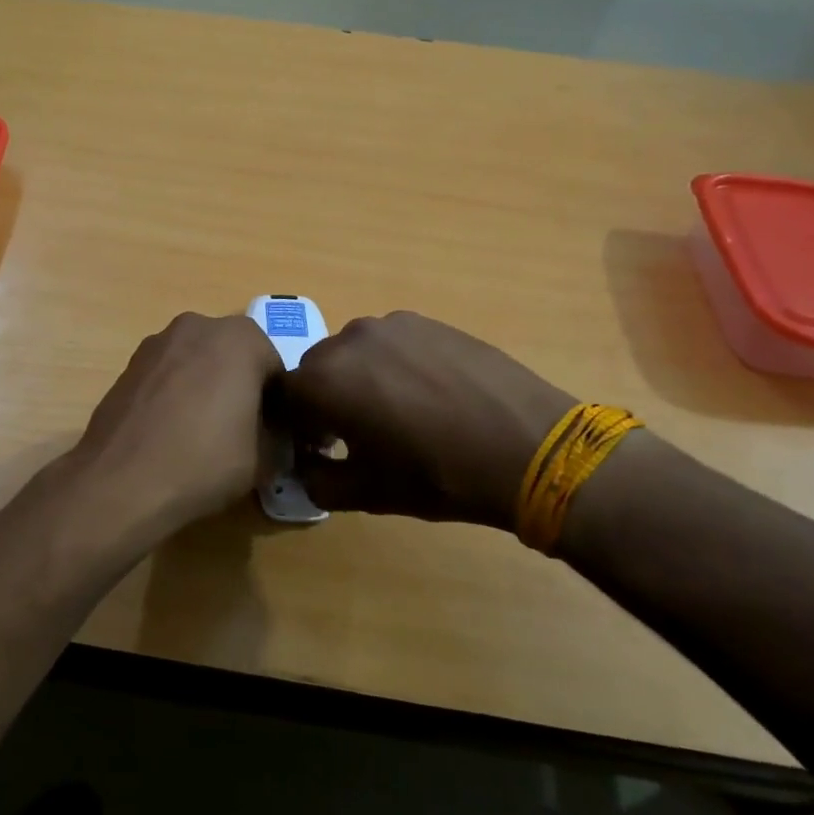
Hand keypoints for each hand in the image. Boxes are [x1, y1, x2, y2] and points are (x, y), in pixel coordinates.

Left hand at [52, 312, 283, 551]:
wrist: (121, 481)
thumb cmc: (204, 461)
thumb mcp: (263, 460)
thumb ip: (274, 437)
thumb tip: (268, 437)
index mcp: (241, 338)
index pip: (275, 369)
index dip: (278, 404)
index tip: (272, 435)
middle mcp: (199, 326)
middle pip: (235, 357)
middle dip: (241, 387)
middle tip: (240, 431)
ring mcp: (158, 341)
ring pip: (199, 362)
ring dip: (206, 386)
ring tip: (202, 433)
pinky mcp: (130, 363)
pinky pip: (168, 374)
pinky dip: (176, 393)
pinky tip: (171, 431)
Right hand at [274, 312, 574, 529]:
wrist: (528, 447)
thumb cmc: (438, 475)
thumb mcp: (367, 493)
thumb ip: (319, 480)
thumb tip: (306, 467)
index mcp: (324, 380)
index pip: (285, 396)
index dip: (298, 425)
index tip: (322, 448)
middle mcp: (349, 339)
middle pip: (318, 368)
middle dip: (326, 399)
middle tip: (358, 433)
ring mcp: (392, 324)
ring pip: (356, 352)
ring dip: (360, 378)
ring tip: (398, 411)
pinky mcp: (429, 322)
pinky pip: (392, 343)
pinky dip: (394, 365)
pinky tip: (428, 394)